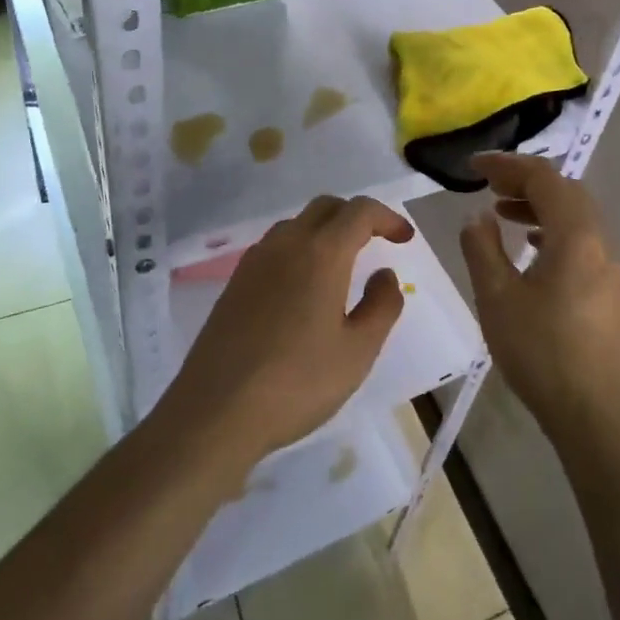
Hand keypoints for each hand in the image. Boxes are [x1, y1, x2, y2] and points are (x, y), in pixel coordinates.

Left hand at [159, 195, 412, 481]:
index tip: (405, 238)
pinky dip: (301, 248)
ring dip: (326, 230)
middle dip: (357, 216)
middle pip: (326, 207)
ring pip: (297, 224)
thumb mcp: (357, 351)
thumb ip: (381, 306)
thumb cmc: (297, 383)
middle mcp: (286, 244)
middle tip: (379, 242)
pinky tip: (304, 287)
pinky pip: (276, 246)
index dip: (387, 217)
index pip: (359, 211)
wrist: (215, 412)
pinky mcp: (235, 282)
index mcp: (321, 253)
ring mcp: (255, 261)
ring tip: (344, 264)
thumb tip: (385, 275)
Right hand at [460, 152, 619, 453]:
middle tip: (487, 184)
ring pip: (574, 216)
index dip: (506, 165)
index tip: (473, 166)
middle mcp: (598, 241)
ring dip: (538, 204)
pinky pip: (579, 240)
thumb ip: (482, 249)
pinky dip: (550, 229)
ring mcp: (608, 267)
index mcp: (575, 234)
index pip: (543, 177)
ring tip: (501, 211)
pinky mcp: (607, 291)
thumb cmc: (543, 351)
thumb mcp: (497, 297)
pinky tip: (528, 249)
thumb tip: (477, 216)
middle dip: (524, 179)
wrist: (599, 415)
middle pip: (564, 190)